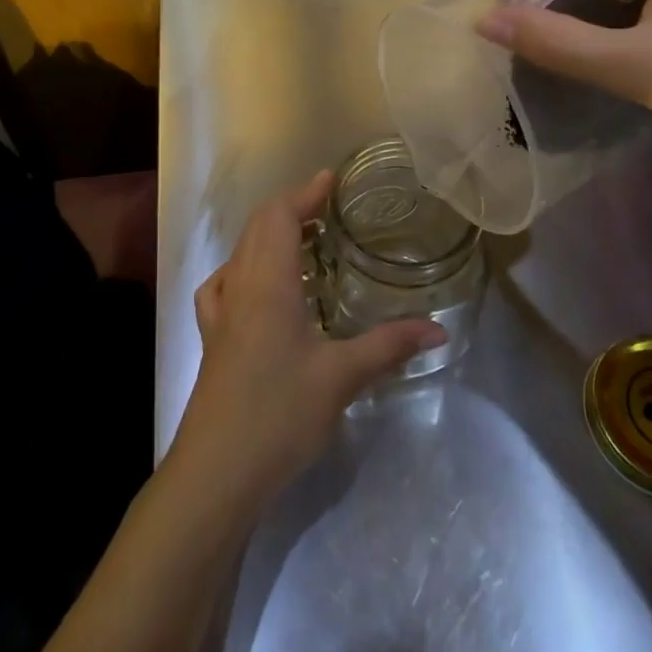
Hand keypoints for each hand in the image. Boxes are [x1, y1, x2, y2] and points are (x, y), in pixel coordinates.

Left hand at [167, 171, 446, 513]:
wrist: (216, 472)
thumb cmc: (279, 413)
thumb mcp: (341, 378)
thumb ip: (388, 346)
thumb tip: (438, 328)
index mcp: (268, 281)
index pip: (280, 215)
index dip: (305, 192)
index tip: (331, 179)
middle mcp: (240, 285)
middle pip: (258, 225)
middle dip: (291, 207)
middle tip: (327, 208)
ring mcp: (220, 312)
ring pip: (242, 251)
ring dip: (269, 234)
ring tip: (303, 240)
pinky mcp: (213, 337)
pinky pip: (225, 283)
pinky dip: (245, 267)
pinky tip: (258, 287)